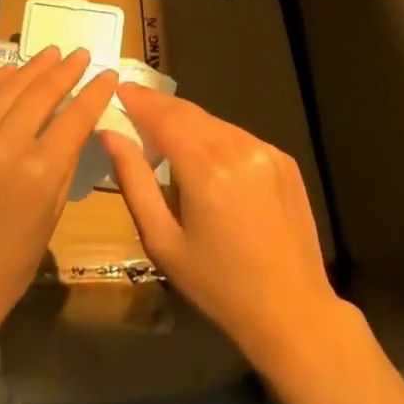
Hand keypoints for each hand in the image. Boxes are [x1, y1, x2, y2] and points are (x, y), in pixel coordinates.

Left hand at [0, 48, 117, 365]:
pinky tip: (9, 71)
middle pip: (40, 93)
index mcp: (37, 172)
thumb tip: (76, 122)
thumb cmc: (12, 260)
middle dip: (64, 70)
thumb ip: (65, 160)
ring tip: (50, 54)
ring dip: (31, 68)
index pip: (74, 117)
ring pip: (4, 89)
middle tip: (80, 54)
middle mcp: (1, 147)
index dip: (94, 92)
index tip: (107, 74)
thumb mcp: (52, 212)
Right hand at [102, 85, 344, 373]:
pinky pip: (238, 137)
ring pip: (214, 122)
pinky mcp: (284, 160)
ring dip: (187, 123)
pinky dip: (215, 139)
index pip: (165, 117)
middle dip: (159, 106)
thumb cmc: (218, 286)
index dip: (140, 100)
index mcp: (206, 169)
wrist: (293, 313)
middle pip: (189, 112)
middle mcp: (238, 148)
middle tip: (133, 105)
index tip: (118, 89)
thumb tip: (110, 135)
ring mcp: (266, 150)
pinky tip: (207, 162)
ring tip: (165, 136)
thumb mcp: (163, 242)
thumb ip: (133, 182)